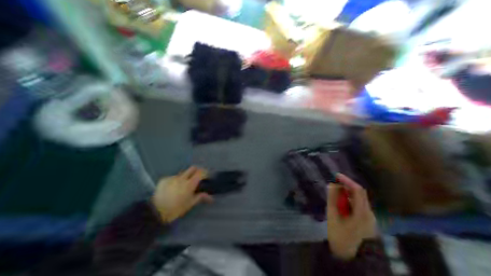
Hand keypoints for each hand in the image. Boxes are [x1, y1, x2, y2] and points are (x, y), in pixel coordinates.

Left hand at [152, 167, 212, 222]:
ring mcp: (172, 177)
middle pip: (193, 168)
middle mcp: (181, 178)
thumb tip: (210, 197)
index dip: (205, 172)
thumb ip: (200, 197)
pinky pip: (173, 177)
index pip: (200, 172)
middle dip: (197, 170)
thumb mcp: (190, 204)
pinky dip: (176, 180)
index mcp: (189, 184)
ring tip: (184, 185)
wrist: (155, 212)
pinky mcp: (164, 179)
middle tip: (198, 177)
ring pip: (183, 173)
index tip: (207, 176)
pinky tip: (173, 188)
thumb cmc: (175, 209)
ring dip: (186, 176)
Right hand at [328, 173, 376, 259]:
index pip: (357, 190)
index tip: (336, 175)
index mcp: (362, 212)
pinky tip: (341, 203)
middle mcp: (368, 213)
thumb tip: (331, 185)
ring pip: (358, 199)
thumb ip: (332, 199)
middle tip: (333, 184)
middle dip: (346, 186)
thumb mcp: (333, 216)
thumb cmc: (340, 236)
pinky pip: (358, 205)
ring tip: (334, 193)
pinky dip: (349, 200)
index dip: (347, 181)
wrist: (351, 257)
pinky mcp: (366, 220)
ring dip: (347, 193)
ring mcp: (369, 218)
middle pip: (359, 193)